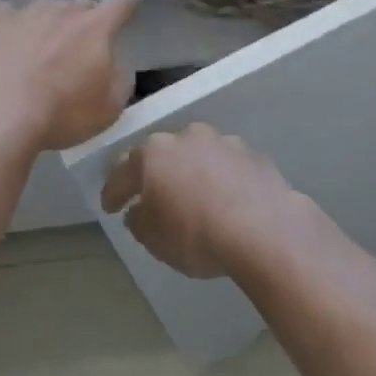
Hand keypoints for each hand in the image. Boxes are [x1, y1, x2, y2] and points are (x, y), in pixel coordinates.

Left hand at [0, 0, 140, 152]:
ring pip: (48, 9)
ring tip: (42, 53)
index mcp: (96, 27)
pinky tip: (11, 46)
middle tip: (79, 52)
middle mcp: (64, 9)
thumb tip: (116, 65)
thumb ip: (121, 80)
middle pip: (82, 7)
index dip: (129, 2)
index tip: (131, 3)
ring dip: (51, 25)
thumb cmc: (62, 112)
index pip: (122, 2)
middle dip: (86, 24)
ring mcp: (28, 11)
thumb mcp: (109, 108)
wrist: (0, 112)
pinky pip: (12, 15)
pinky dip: (16, 27)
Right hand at [99, 123, 300, 278]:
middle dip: (155, 174)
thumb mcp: (154, 240)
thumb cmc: (196, 235)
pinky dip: (223, 180)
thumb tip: (138, 211)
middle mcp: (186, 136)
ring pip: (198, 155)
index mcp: (153, 153)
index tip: (110, 208)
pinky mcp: (253, 155)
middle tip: (152, 197)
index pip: (122, 170)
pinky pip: (228, 167)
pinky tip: (228, 201)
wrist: (265, 230)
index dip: (113, 191)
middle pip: (162, 154)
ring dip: (192, 173)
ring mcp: (223, 142)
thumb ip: (138, 221)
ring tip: (195, 199)